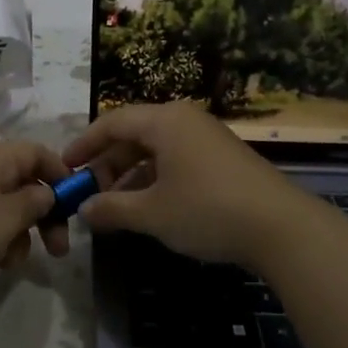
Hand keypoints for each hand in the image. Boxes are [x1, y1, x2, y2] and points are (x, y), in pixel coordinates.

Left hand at [0, 139, 72, 295]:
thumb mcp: (8, 217)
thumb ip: (35, 202)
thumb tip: (45, 192)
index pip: (38, 152)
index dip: (61, 175)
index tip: (75, 207)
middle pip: (22, 180)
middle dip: (43, 214)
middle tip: (57, 249)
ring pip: (1, 205)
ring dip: (17, 232)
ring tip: (11, 261)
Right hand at [62, 103, 318, 266]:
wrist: (282, 228)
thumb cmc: (207, 210)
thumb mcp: (153, 213)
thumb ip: (113, 209)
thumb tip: (84, 211)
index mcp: (164, 120)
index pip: (112, 122)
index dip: (85, 144)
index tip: (66, 167)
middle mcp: (184, 120)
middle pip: (134, 134)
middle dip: (108, 163)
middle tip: (90, 192)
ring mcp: (206, 138)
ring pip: (156, 149)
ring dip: (131, 174)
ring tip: (115, 205)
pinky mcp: (222, 158)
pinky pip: (176, 159)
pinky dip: (156, 178)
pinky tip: (149, 207)